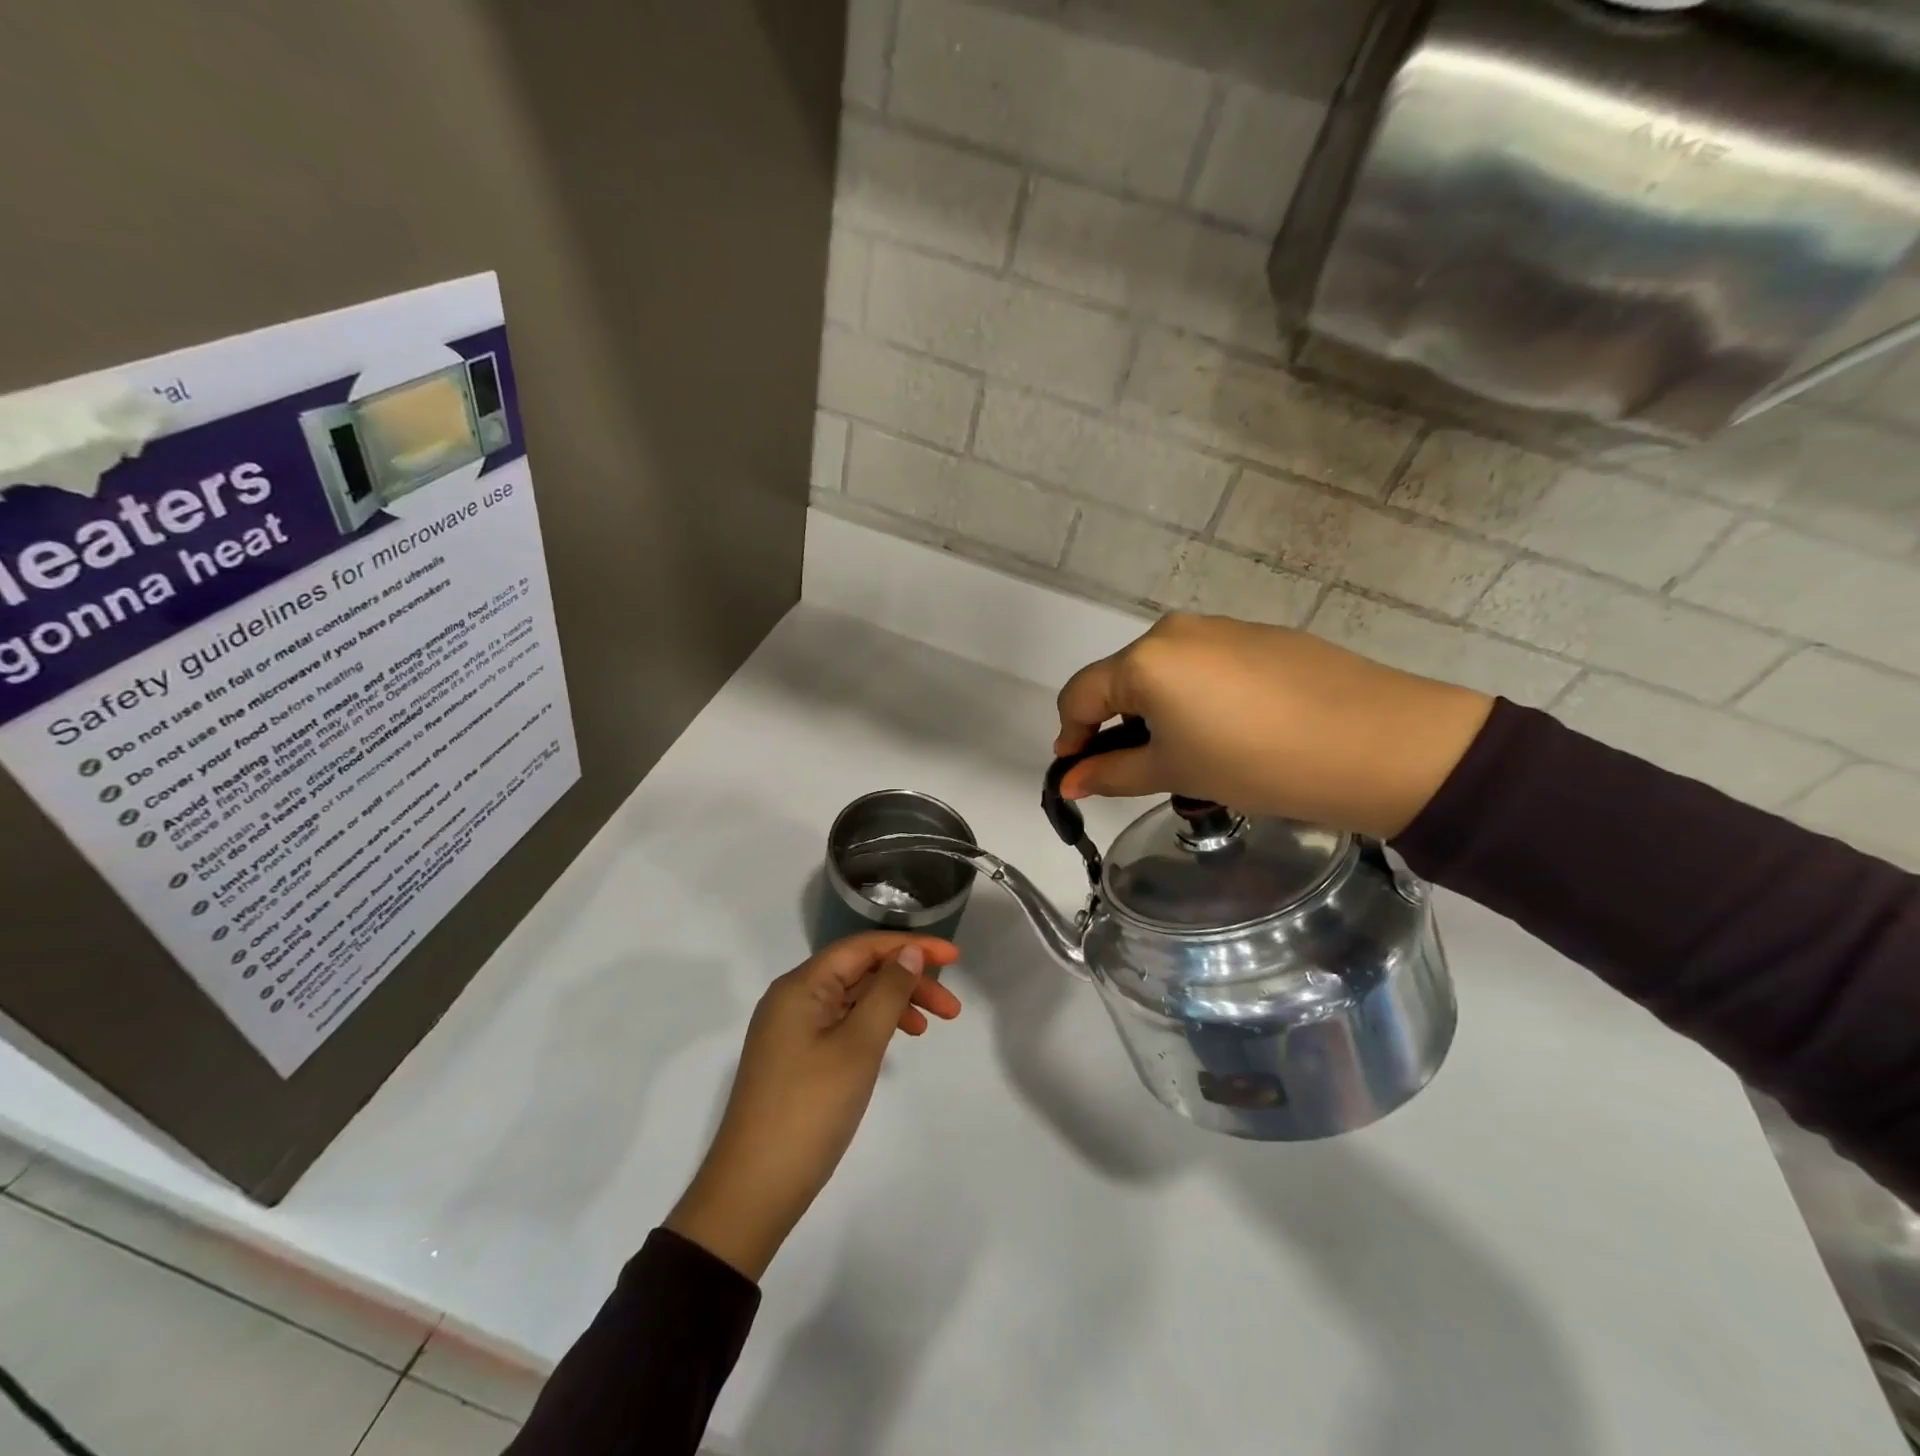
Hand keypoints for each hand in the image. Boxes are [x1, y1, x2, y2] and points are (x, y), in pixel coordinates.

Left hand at [664, 934, 961, 1279]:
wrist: (753, 1190)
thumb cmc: (810, 1109)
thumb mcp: (858, 1046)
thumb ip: (888, 992)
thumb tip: (909, 952)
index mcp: (801, 985)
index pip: (863, 947)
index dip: (911, 946)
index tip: (954, 958)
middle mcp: (793, 998)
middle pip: (860, 971)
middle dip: (908, 981)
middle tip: (952, 1009)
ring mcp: (792, 1029)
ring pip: (853, 999)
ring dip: (894, 1005)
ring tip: (931, 1027)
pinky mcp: (795, 1057)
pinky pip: (842, 1024)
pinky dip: (873, 1027)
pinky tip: (895, 1043)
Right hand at [1054, 613, 1493, 839]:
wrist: (1378, 744)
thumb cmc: (1257, 764)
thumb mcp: (1175, 772)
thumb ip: (1111, 773)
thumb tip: (1069, 781)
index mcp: (1145, 660)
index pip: (1080, 694)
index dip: (1070, 736)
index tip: (1076, 772)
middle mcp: (1175, 630)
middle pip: (1121, 677)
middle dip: (1115, 722)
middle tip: (1136, 767)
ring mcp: (1221, 626)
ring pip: (1164, 670)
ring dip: (1156, 708)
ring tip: (1189, 751)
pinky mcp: (1260, 635)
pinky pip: (1205, 664)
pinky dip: (1196, 695)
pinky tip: (1232, 729)